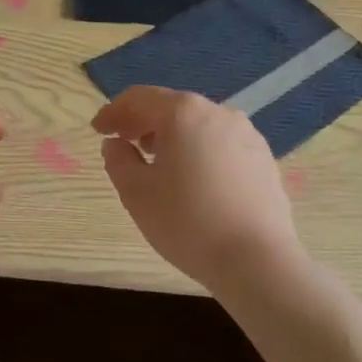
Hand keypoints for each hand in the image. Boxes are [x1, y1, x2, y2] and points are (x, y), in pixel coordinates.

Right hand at [91, 86, 299, 290]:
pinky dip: (199, 150)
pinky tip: (193, 178)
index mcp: (183, 112)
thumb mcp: (136, 192)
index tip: (97, 130)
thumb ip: (118, 159)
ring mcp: (246, 133)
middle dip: (142, 122)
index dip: (113, 112)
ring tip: (157, 161)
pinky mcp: (263, 158)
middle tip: (123, 143)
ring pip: (198, 124)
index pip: (139, 98)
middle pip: (170, 107)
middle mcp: (217, 111)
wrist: (258, 262)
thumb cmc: (188, 222)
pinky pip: (220, 143)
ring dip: (172, 136)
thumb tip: (116, 144)